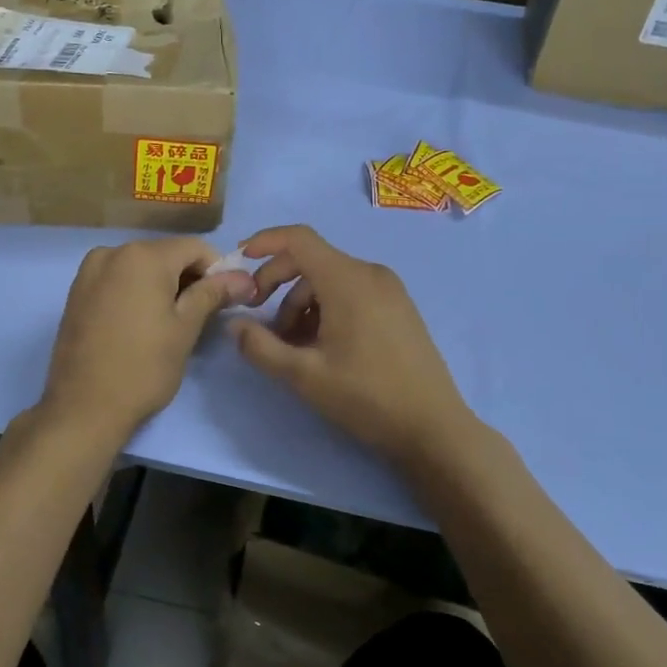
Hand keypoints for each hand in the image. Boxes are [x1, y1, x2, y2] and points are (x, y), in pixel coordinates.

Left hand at [40, 237, 254, 441]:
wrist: (82, 408)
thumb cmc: (143, 367)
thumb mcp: (186, 328)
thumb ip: (213, 294)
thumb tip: (243, 278)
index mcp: (144, 256)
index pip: (195, 248)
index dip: (218, 270)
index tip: (226, 301)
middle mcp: (113, 252)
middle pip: (167, 254)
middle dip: (190, 278)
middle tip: (203, 316)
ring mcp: (90, 271)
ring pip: (142, 267)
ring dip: (163, 285)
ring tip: (171, 323)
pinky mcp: (77, 292)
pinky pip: (118, 279)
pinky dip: (137, 291)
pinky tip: (142, 323)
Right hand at [230, 225, 478, 469]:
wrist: (433, 427)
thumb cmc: (366, 396)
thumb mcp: (304, 375)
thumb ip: (261, 347)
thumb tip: (233, 324)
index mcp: (347, 279)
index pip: (299, 239)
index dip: (265, 242)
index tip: (240, 260)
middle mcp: (370, 273)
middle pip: (311, 260)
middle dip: (277, 282)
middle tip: (257, 316)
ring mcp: (389, 290)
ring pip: (330, 280)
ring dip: (301, 303)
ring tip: (290, 345)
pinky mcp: (399, 307)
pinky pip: (351, 292)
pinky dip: (326, 308)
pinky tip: (320, 345)